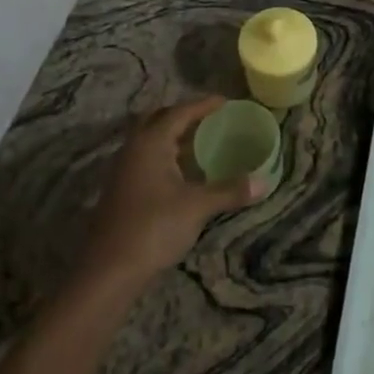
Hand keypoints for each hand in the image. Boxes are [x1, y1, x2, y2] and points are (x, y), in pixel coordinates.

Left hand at [77, 98, 260, 293]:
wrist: (109, 271)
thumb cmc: (154, 228)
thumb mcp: (197, 207)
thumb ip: (230, 190)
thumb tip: (264, 182)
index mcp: (150, 143)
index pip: (179, 112)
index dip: (203, 105)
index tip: (225, 101)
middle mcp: (133, 149)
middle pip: (158, 119)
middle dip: (182, 115)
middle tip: (208, 118)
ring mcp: (123, 170)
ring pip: (149, 140)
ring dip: (172, 136)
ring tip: (200, 142)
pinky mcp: (121, 191)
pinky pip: (146, 159)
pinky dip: (165, 155)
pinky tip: (182, 173)